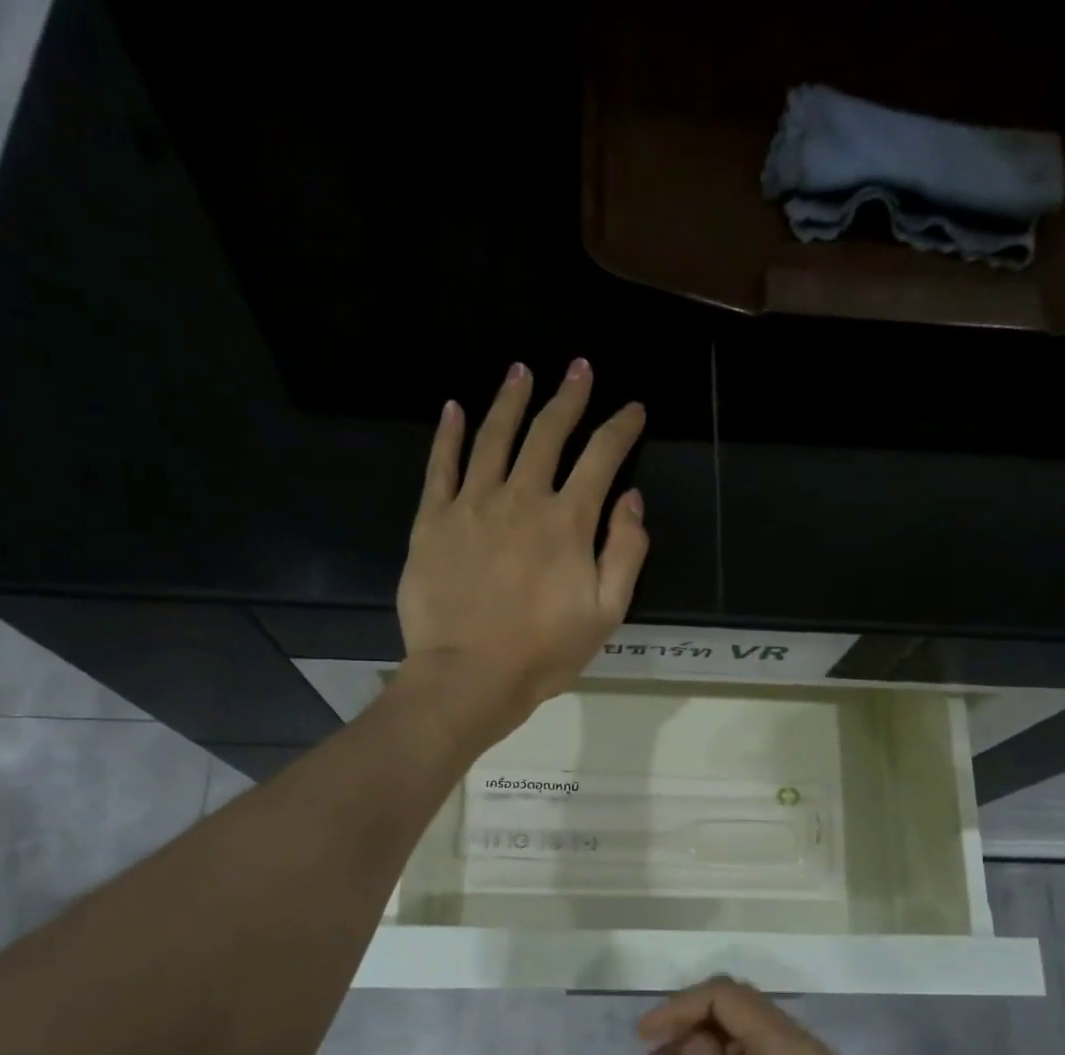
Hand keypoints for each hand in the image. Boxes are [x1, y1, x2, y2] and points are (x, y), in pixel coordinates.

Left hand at [396, 360, 647, 733]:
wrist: (468, 676)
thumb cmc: (543, 652)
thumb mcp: (607, 613)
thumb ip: (626, 552)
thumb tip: (631, 500)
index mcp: (567, 521)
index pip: (601, 458)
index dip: (620, 428)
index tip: (632, 409)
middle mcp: (521, 498)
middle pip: (548, 434)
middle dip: (569, 398)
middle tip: (579, 369)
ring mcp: (472, 504)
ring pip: (494, 437)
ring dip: (511, 401)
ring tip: (521, 371)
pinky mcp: (432, 520)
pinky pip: (440, 466)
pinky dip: (449, 434)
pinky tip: (455, 408)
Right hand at [640, 976, 867, 1054]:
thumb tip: (694, 1037)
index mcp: (789, 1047)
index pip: (727, 997)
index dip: (680, 1007)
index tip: (644, 1035)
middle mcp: (806, 1043)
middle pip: (739, 1005)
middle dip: (692, 1019)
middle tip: (652, 1048)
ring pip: (748, 1027)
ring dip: (706, 1038)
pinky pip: (760, 1052)